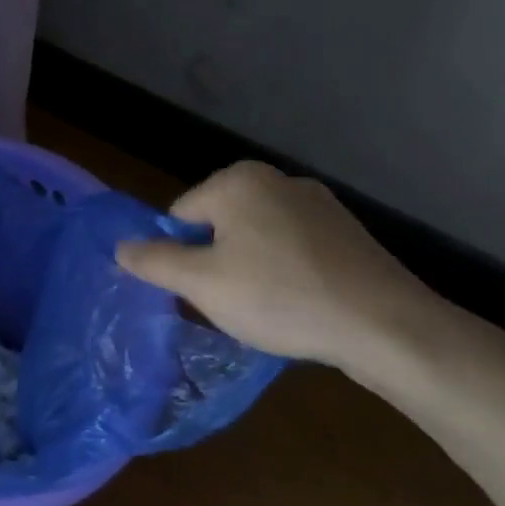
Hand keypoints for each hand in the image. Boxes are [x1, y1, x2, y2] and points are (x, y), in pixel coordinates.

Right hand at [115, 161, 435, 372]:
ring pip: (255, 237)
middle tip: (232, 301)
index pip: (179, 216)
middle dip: (215, 261)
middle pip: (217, 224)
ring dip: (249, 267)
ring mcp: (318, 202)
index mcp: (237, 181)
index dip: (181, 256)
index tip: (202, 291)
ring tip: (267, 306)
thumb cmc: (279, 297)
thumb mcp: (200, 284)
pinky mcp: (346, 230)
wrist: (384, 326)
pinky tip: (299, 301)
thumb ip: (152, 261)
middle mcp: (276, 179)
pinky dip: (285, 271)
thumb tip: (120, 247)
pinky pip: (291, 247)